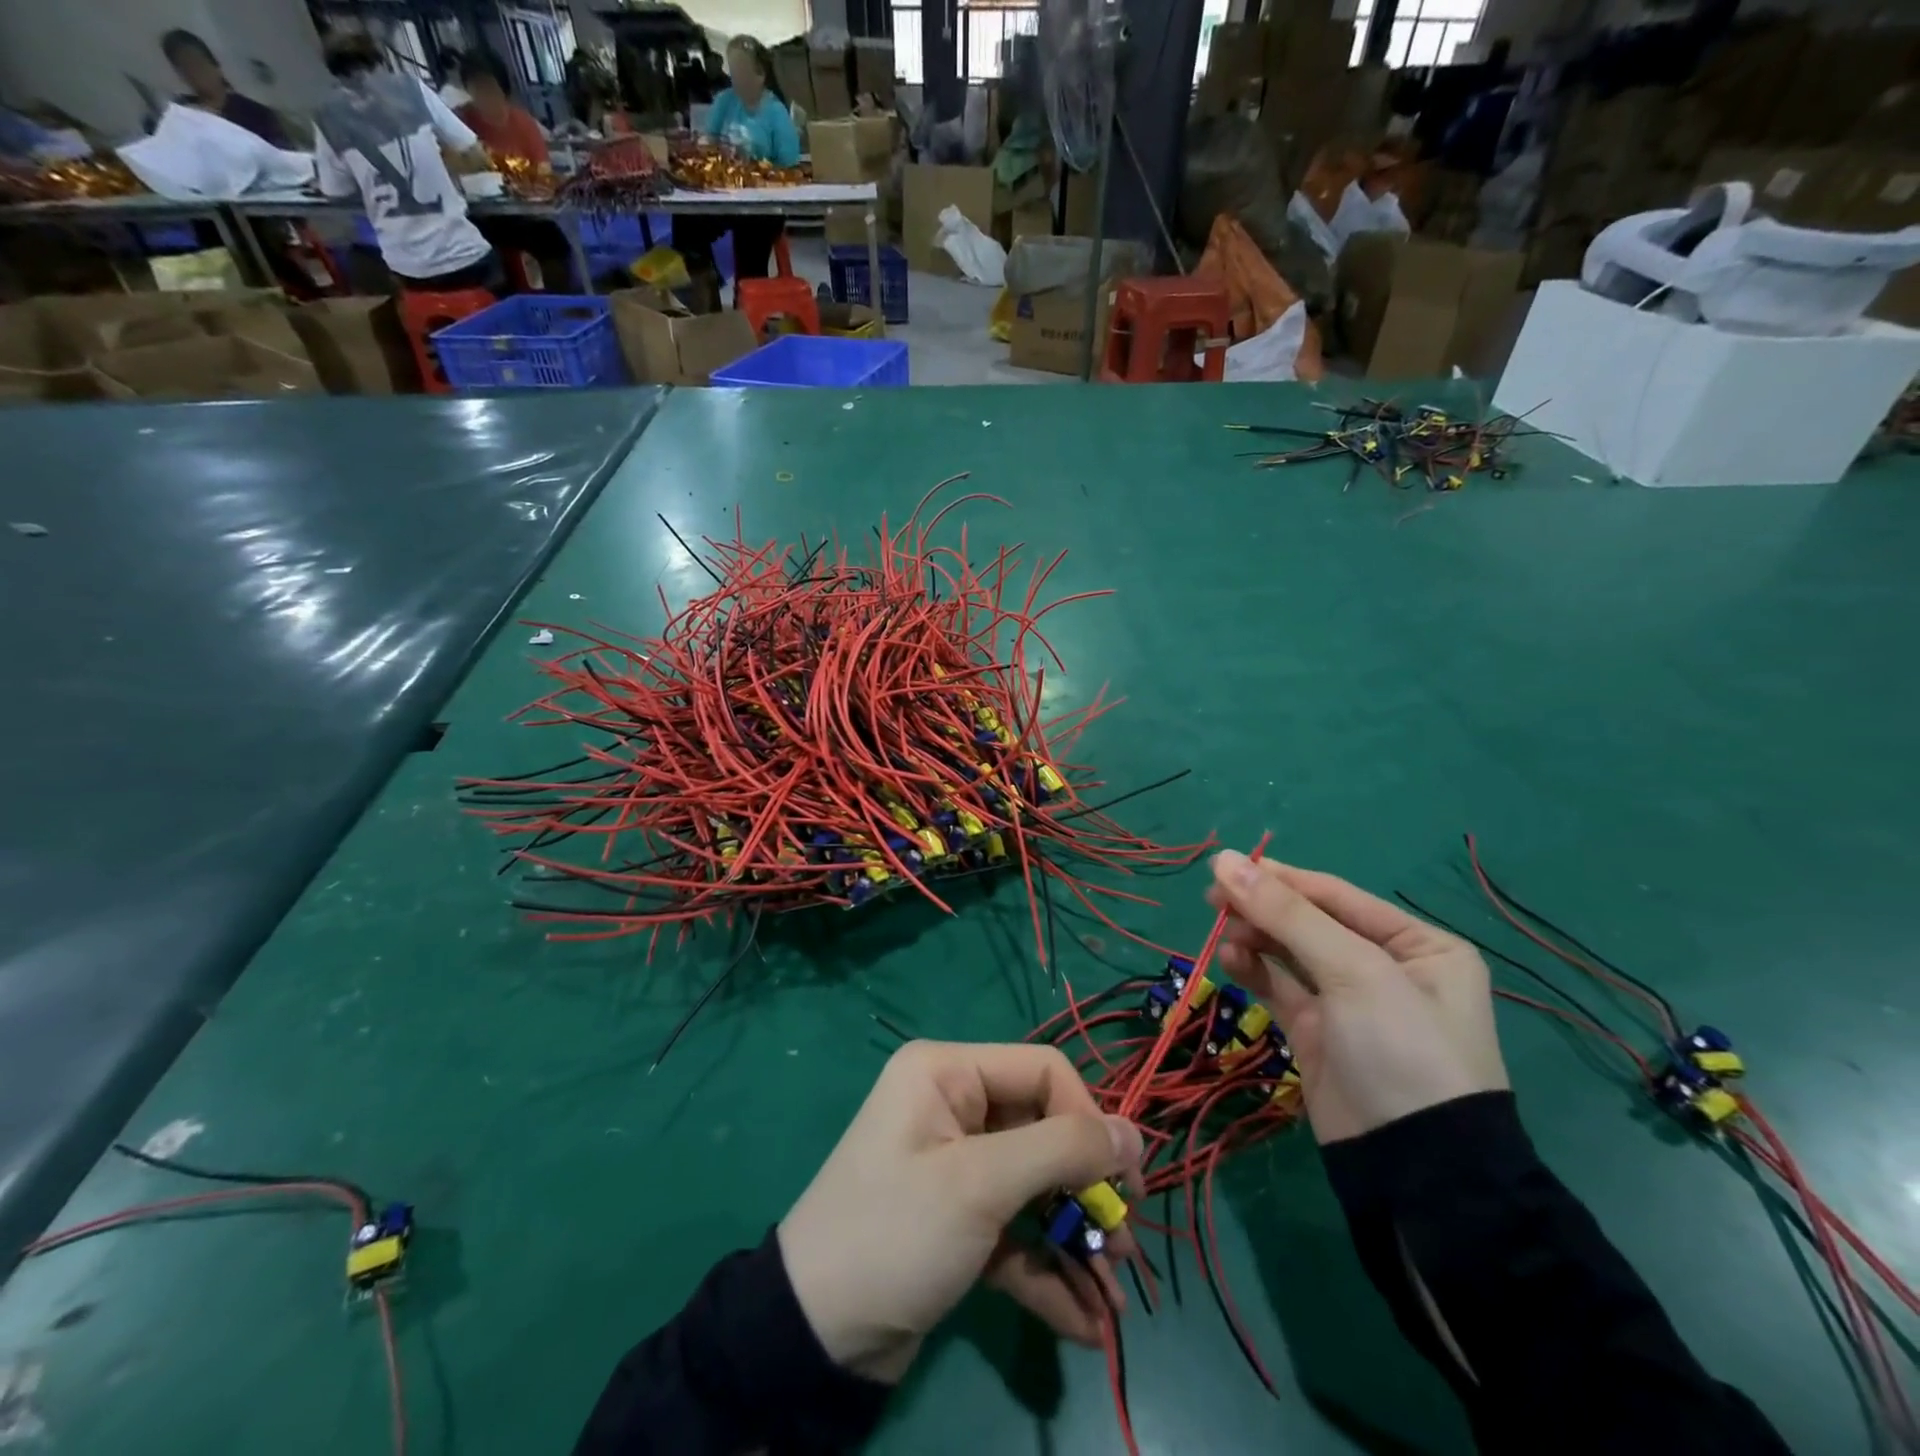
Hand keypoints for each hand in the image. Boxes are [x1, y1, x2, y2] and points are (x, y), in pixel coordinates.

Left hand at [778, 1041, 1144, 1382]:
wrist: (814, 1337)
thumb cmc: (897, 1231)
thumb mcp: (981, 1185)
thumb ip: (1062, 1152)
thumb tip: (1134, 1134)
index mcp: (948, 1073)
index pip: (1043, 1072)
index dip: (1088, 1121)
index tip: (1121, 1183)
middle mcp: (954, 1107)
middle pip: (1045, 1133)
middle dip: (1087, 1193)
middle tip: (1124, 1248)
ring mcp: (957, 1166)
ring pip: (1036, 1189)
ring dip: (1076, 1241)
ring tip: (1115, 1300)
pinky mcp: (959, 1221)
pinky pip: (1016, 1233)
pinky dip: (1048, 1272)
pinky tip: (1085, 1325)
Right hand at [1207, 852, 1507, 1144]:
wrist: (1414, 1170)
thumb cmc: (1401, 1049)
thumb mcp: (1352, 970)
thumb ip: (1286, 914)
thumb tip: (1224, 859)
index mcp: (1418, 945)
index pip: (1336, 895)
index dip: (1281, 879)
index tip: (1225, 866)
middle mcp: (1387, 967)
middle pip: (1310, 922)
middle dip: (1263, 909)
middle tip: (1212, 899)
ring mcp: (1350, 1003)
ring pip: (1290, 952)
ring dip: (1255, 937)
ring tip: (1222, 931)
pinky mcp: (1319, 1033)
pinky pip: (1280, 987)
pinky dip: (1253, 969)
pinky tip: (1230, 958)